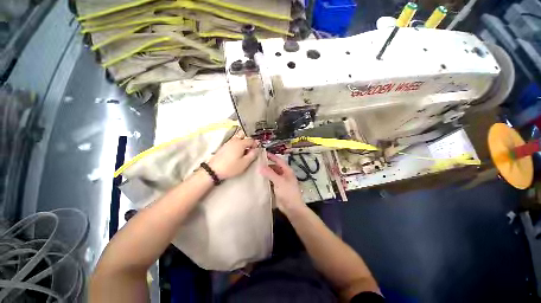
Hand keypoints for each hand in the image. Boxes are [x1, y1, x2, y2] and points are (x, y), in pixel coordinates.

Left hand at [208, 135, 258, 179]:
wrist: (214, 170)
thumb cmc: (231, 167)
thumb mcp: (245, 163)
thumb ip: (252, 155)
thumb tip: (257, 149)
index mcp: (240, 143)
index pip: (251, 140)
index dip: (255, 144)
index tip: (257, 149)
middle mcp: (234, 140)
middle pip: (243, 134)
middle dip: (249, 139)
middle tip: (251, 147)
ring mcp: (228, 142)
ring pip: (238, 137)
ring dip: (243, 141)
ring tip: (245, 150)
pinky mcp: (225, 146)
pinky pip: (234, 141)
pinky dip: (238, 143)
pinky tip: (238, 151)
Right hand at [260, 152, 305, 213]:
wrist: (292, 208)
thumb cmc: (288, 192)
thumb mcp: (279, 181)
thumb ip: (270, 173)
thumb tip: (260, 166)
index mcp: (287, 171)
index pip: (279, 160)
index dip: (272, 156)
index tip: (263, 153)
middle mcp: (284, 175)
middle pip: (275, 167)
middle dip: (267, 165)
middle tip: (257, 162)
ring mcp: (281, 181)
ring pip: (272, 174)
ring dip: (266, 172)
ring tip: (256, 170)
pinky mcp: (277, 188)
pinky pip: (270, 181)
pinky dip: (266, 179)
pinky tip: (259, 179)